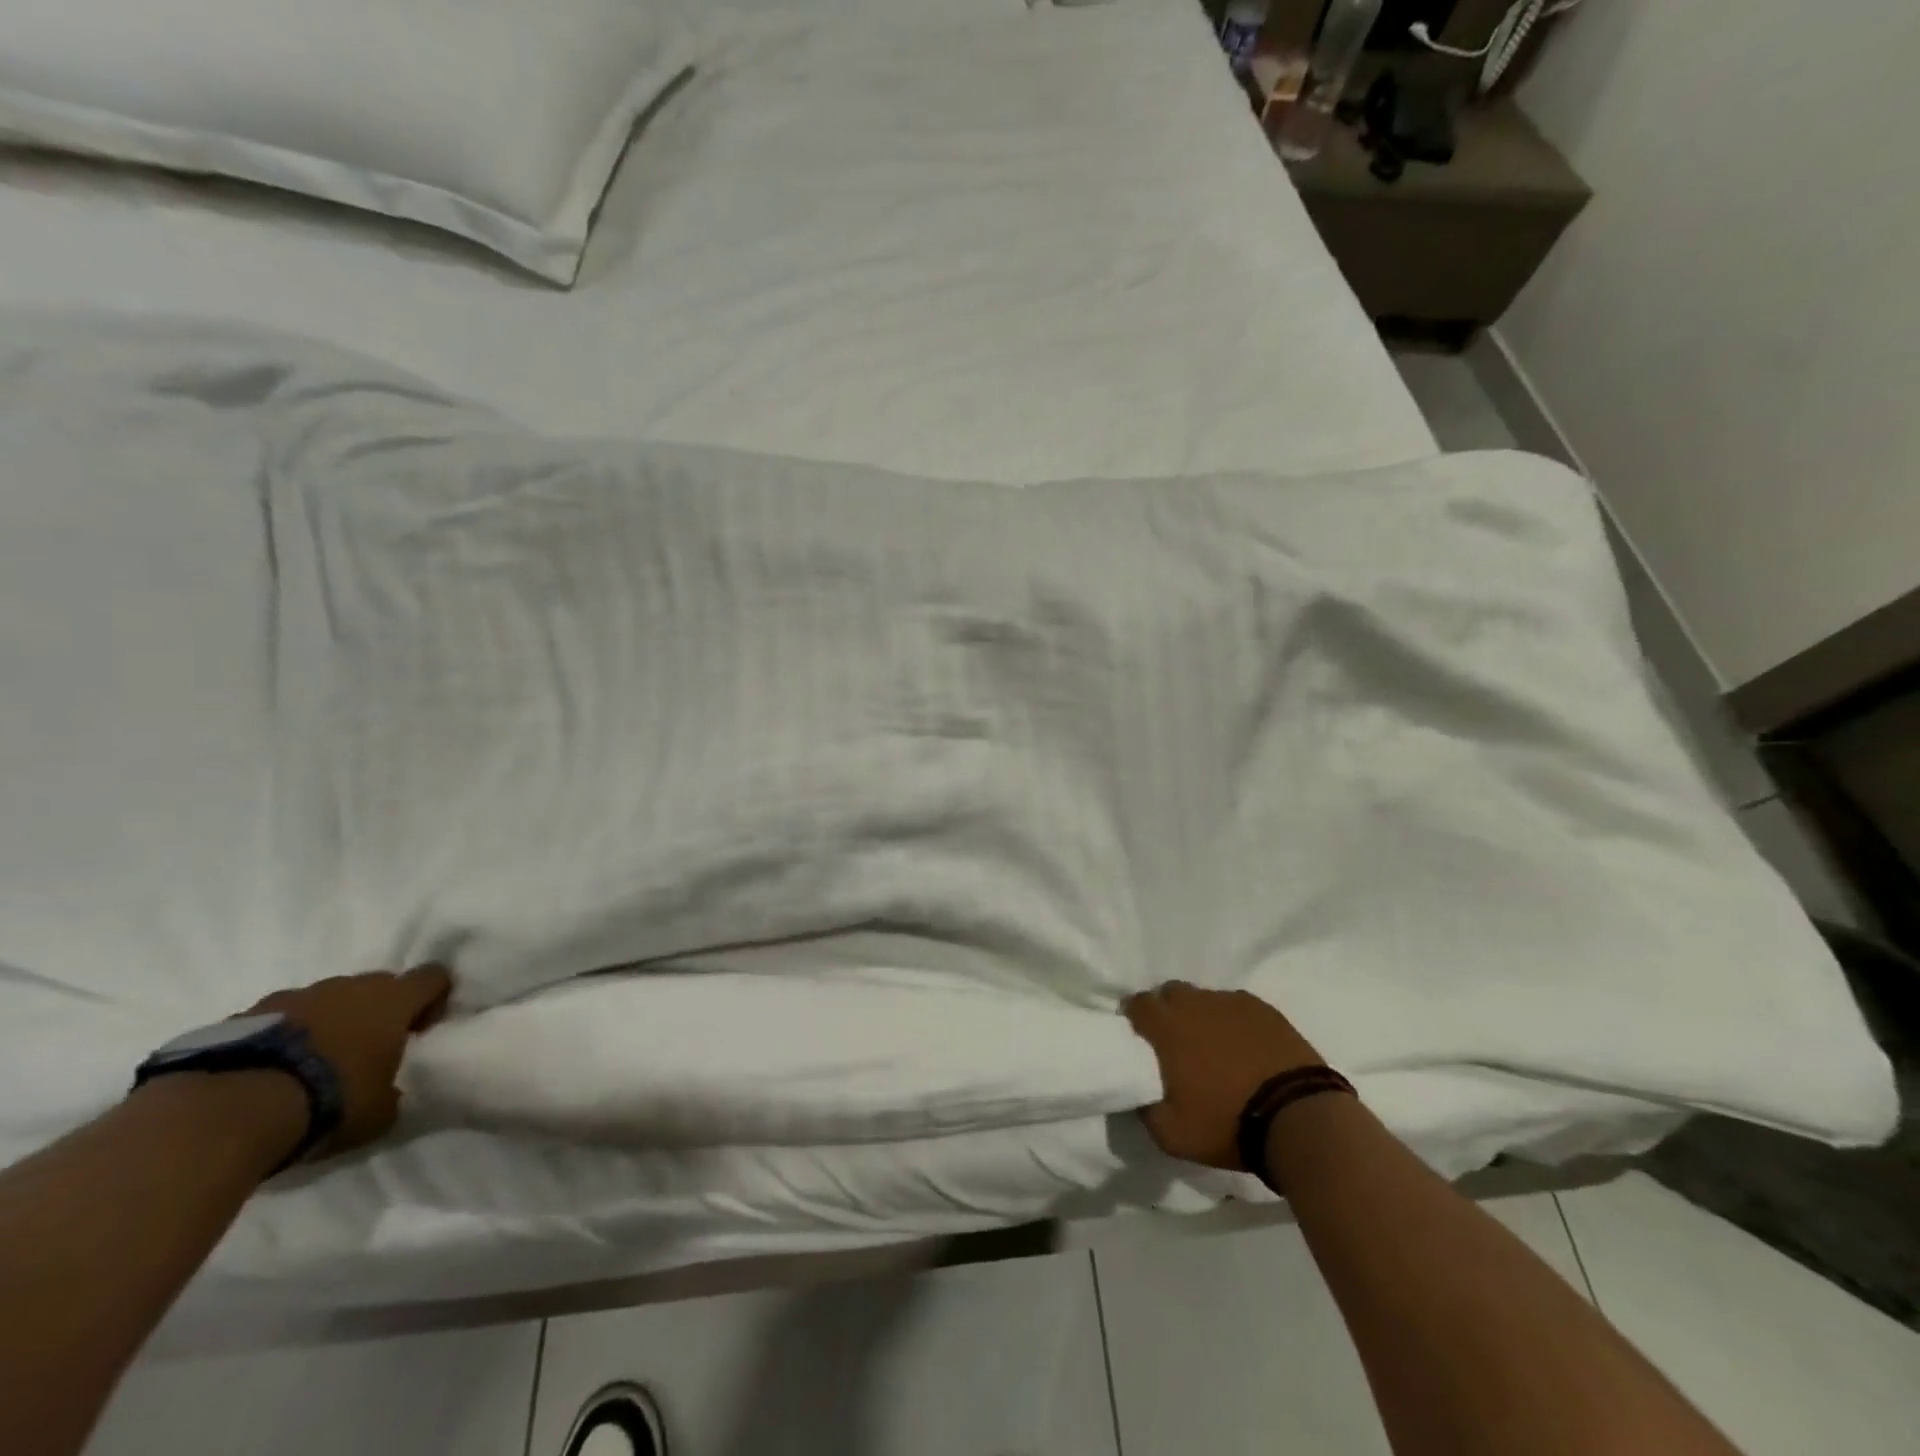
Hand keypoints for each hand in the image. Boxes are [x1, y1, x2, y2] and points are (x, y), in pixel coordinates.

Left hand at [247, 966, 453, 1158]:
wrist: (228, 1111)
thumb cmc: (327, 1102)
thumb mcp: (377, 1113)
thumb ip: (391, 1094)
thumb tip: (388, 1094)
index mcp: (392, 1001)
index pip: (432, 977)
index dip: (434, 997)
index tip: (422, 1028)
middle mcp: (349, 987)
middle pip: (377, 985)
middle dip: (377, 1010)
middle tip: (367, 1049)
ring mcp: (294, 996)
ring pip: (325, 999)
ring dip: (327, 1021)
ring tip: (310, 1064)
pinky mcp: (244, 1015)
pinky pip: (278, 1018)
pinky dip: (283, 1037)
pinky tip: (270, 1071)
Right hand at [1123, 981, 1326, 1170]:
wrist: (1299, 1118)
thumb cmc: (1228, 1123)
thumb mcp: (1173, 1135)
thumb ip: (1147, 1112)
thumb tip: (1140, 1098)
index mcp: (1167, 1027)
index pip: (1138, 1003)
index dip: (1134, 1016)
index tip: (1138, 1035)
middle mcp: (1196, 1003)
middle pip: (1171, 992)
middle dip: (1167, 1009)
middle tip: (1174, 1040)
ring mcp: (1232, 1002)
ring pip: (1205, 998)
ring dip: (1201, 1014)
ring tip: (1213, 1045)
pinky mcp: (1264, 1009)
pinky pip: (1236, 1005)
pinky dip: (1232, 1020)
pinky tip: (1244, 1044)